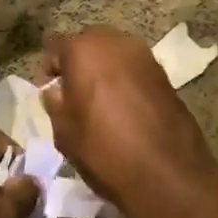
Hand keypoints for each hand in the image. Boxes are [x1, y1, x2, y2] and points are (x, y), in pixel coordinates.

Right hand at [41, 27, 217, 217]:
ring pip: (114, 52)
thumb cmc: (104, 152)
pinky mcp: (164, 74)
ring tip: (100, 100)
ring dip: (104, 69)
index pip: (56, 44)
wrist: (168, 175)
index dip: (50, 66)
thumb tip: (55, 91)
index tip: (51, 89)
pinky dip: (125, 79)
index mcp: (83, 51)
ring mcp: (144, 56)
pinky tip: (124, 106)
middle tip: (74, 92)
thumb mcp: (64, 133)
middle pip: (88, 42)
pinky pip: (134, 67)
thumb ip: (54, 103)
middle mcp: (115, 43)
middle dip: (79, 61)